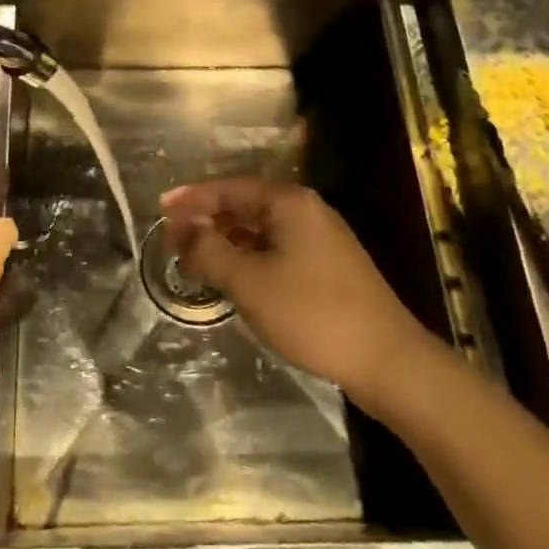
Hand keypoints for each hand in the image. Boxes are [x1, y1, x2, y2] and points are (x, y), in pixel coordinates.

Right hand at [162, 178, 420, 401]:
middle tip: (172, 238)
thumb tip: (180, 230)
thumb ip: (209, 251)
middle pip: (245, 205)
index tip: (160, 209)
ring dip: (226, 240)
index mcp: (289, 202)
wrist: (388, 360)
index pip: (229, 188)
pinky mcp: (328, 266)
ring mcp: (321, 239)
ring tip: (195, 258)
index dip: (192, 198)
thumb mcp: (249, 282)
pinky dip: (249, 257)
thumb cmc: (313, 313)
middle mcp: (306, 210)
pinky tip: (233, 277)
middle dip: (207, 220)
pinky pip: (277, 249)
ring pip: (261, 230)